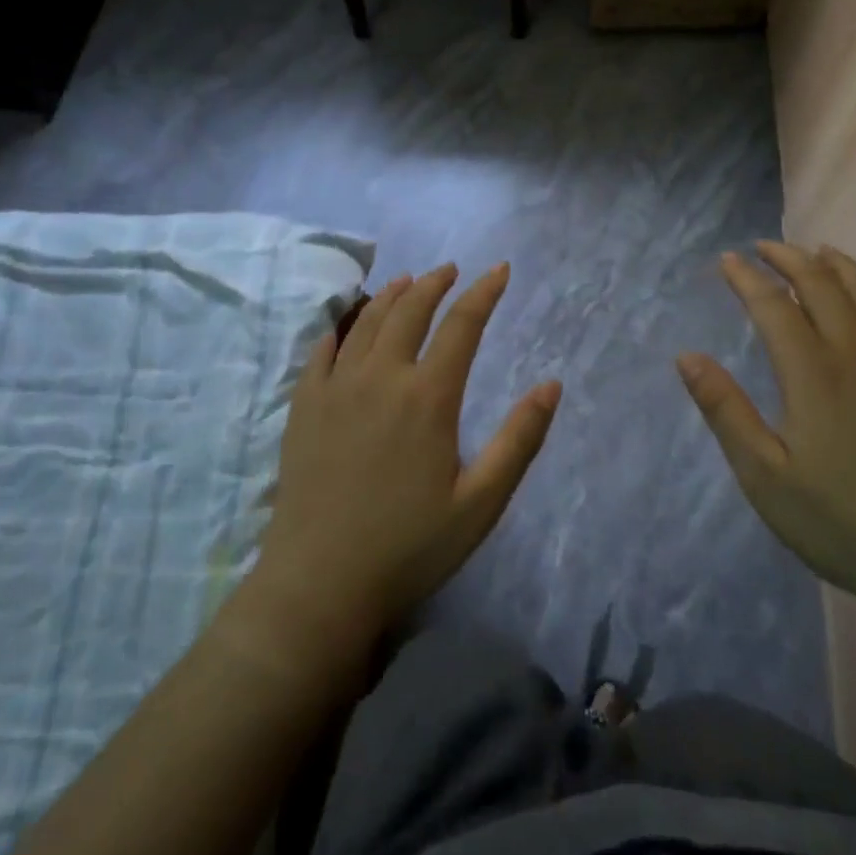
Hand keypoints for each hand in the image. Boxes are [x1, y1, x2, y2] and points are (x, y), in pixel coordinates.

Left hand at [255, 262, 561, 645]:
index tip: (499, 270)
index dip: (484, 293)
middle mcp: (380, 378)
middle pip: (410, 311)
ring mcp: (336, 389)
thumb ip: (519, 439)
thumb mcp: (481, 502)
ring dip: (391, 295)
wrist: (319, 584)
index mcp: (428, 397)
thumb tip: (551, 385)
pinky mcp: (304, 407)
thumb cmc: (410, 546)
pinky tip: (348, 323)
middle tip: (451, 270)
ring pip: (366, 322)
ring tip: (407, 281)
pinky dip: (341, 326)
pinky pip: (322, 350)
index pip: (461, 325)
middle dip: (435, 283)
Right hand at [677, 242, 855, 612]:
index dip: (746, 277)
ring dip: (837, 266)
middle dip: (789, 257)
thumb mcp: (765, 475)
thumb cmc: (842, 521)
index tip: (726, 260)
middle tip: (764, 247)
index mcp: (813, 371)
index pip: (773, 303)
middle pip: (822, 283)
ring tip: (817, 252)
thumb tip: (686, 357)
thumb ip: (725, 410)